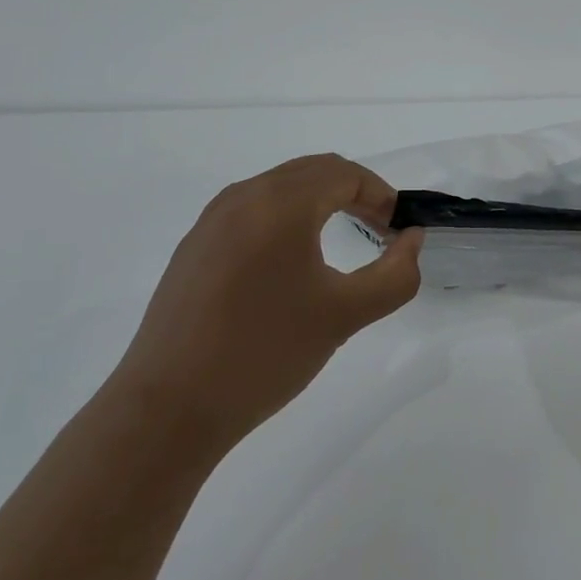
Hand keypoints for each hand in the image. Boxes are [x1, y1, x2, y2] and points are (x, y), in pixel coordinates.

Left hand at [112, 154, 423, 453]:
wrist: (168, 408)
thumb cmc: (265, 353)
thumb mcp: (344, 315)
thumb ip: (395, 275)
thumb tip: (411, 241)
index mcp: (280, 203)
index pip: (344, 174)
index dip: (380, 194)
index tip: (398, 229)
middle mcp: (243, 197)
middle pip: (312, 171)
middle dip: (353, 191)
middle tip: (379, 229)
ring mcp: (212, 220)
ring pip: (279, 187)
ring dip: (319, 201)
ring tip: (341, 237)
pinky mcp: (194, 247)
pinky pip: (251, 210)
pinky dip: (285, 217)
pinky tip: (290, 261)